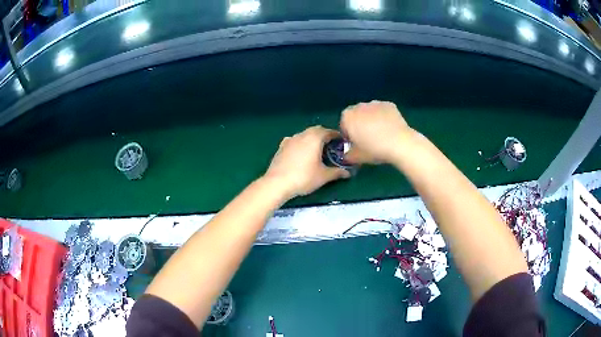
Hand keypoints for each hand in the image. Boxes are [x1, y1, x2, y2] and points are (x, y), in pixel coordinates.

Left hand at [264, 126, 350, 198]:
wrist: (277, 183)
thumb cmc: (304, 178)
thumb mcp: (324, 176)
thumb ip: (337, 172)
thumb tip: (348, 173)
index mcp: (315, 138)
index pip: (329, 131)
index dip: (337, 136)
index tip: (342, 143)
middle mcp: (302, 134)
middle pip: (316, 130)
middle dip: (324, 136)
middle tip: (331, 147)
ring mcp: (290, 139)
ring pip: (304, 134)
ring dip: (312, 139)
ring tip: (317, 151)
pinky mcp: (281, 146)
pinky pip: (295, 141)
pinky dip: (301, 144)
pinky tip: (301, 154)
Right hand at [340, 100, 412, 163]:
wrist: (399, 143)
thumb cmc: (374, 149)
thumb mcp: (357, 157)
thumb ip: (348, 155)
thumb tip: (347, 154)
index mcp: (348, 117)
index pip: (344, 125)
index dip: (349, 135)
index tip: (356, 143)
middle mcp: (359, 106)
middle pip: (356, 115)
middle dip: (360, 124)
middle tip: (368, 138)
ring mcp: (375, 103)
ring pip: (370, 111)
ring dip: (372, 119)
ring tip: (381, 133)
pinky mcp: (389, 104)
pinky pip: (383, 111)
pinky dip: (384, 117)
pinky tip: (390, 128)